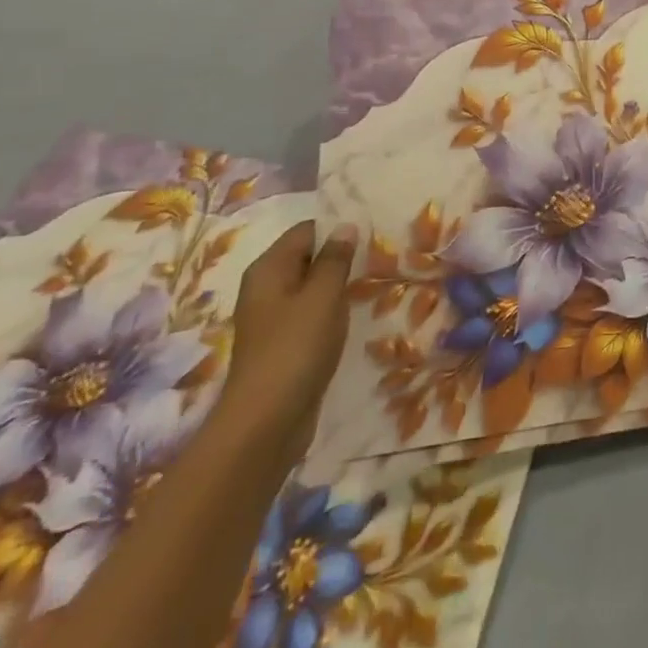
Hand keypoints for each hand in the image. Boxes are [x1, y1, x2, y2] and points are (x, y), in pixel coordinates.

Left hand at [218, 220, 358, 462]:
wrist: (266, 422)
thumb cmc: (295, 348)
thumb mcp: (322, 295)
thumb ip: (335, 258)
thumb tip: (346, 226)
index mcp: (268, 269)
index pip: (306, 230)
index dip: (337, 226)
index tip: (373, 229)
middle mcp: (266, 288)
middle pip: (307, 256)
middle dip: (341, 254)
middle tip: (380, 252)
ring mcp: (274, 317)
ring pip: (312, 286)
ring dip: (339, 283)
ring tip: (375, 278)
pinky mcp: (285, 343)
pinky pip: (312, 312)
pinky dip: (333, 308)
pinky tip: (355, 312)